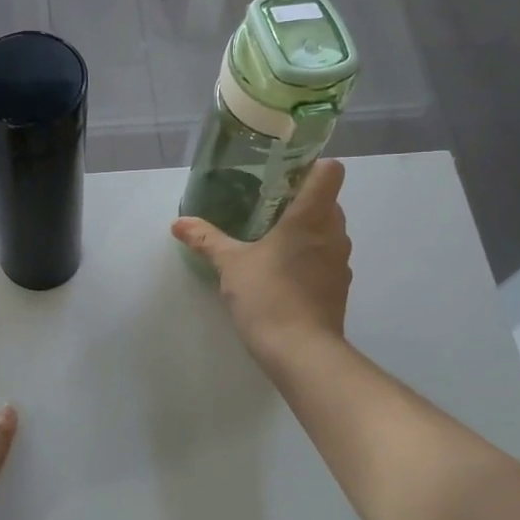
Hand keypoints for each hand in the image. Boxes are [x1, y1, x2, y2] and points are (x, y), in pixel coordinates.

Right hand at [171, 157, 351, 364]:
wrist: (301, 352)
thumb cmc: (268, 296)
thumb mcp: (230, 265)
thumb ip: (206, 239)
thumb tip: (178, 222)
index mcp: (311, 216)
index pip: (330, 171)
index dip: (311, 167)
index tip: (284, 175)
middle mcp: (334, 233)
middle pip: (328, 200)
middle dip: (301, 201)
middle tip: (266, 208)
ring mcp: (341, 261)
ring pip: (328, 231)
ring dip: (306, 231)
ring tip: (272, 240)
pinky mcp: (339, 287)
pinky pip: (327, 258)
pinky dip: (310, 257)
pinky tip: (283, 272)